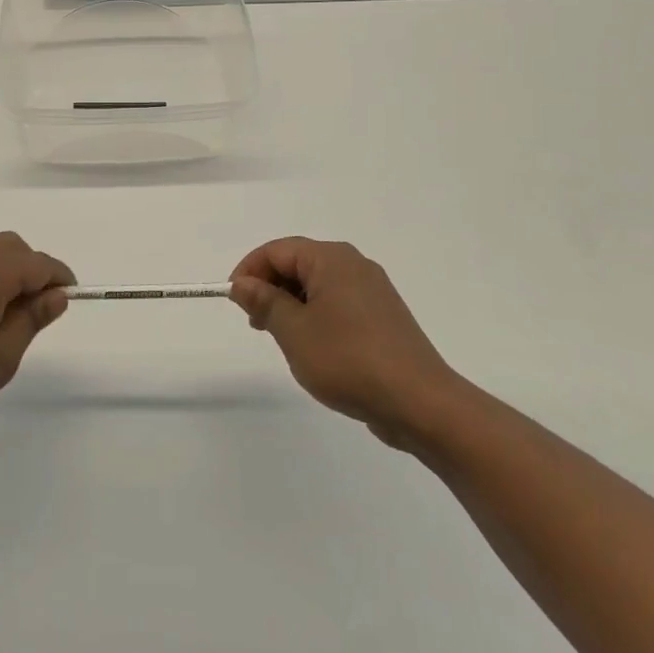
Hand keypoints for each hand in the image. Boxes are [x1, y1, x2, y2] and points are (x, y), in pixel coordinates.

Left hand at [0, 232, 73, 432]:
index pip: (37, 263)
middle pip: (10, 247)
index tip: (69, 297)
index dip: (59, 277)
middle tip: (35, 307)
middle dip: (31, 268)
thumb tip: (55, 295)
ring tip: (2, 314)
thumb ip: (31, 320)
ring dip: (3, 271)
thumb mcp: (0, 358)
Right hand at [230, 237, 460, 452]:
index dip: (249, 271)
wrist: (419, 402)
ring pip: (318, 285)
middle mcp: (354, 265)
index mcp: (332, 259)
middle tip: (255, 323)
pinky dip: (316, 316)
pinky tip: (314, 348)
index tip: (234, 301)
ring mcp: (373, 291)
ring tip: (282, 339)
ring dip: (291, 304)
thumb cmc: (348, 360)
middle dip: (270, 287)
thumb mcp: (294, 331)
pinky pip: (338, 303)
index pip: (278, 250)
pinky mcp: (383, 317)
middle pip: (298, 263)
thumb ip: (265, 302)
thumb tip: (242, 283)